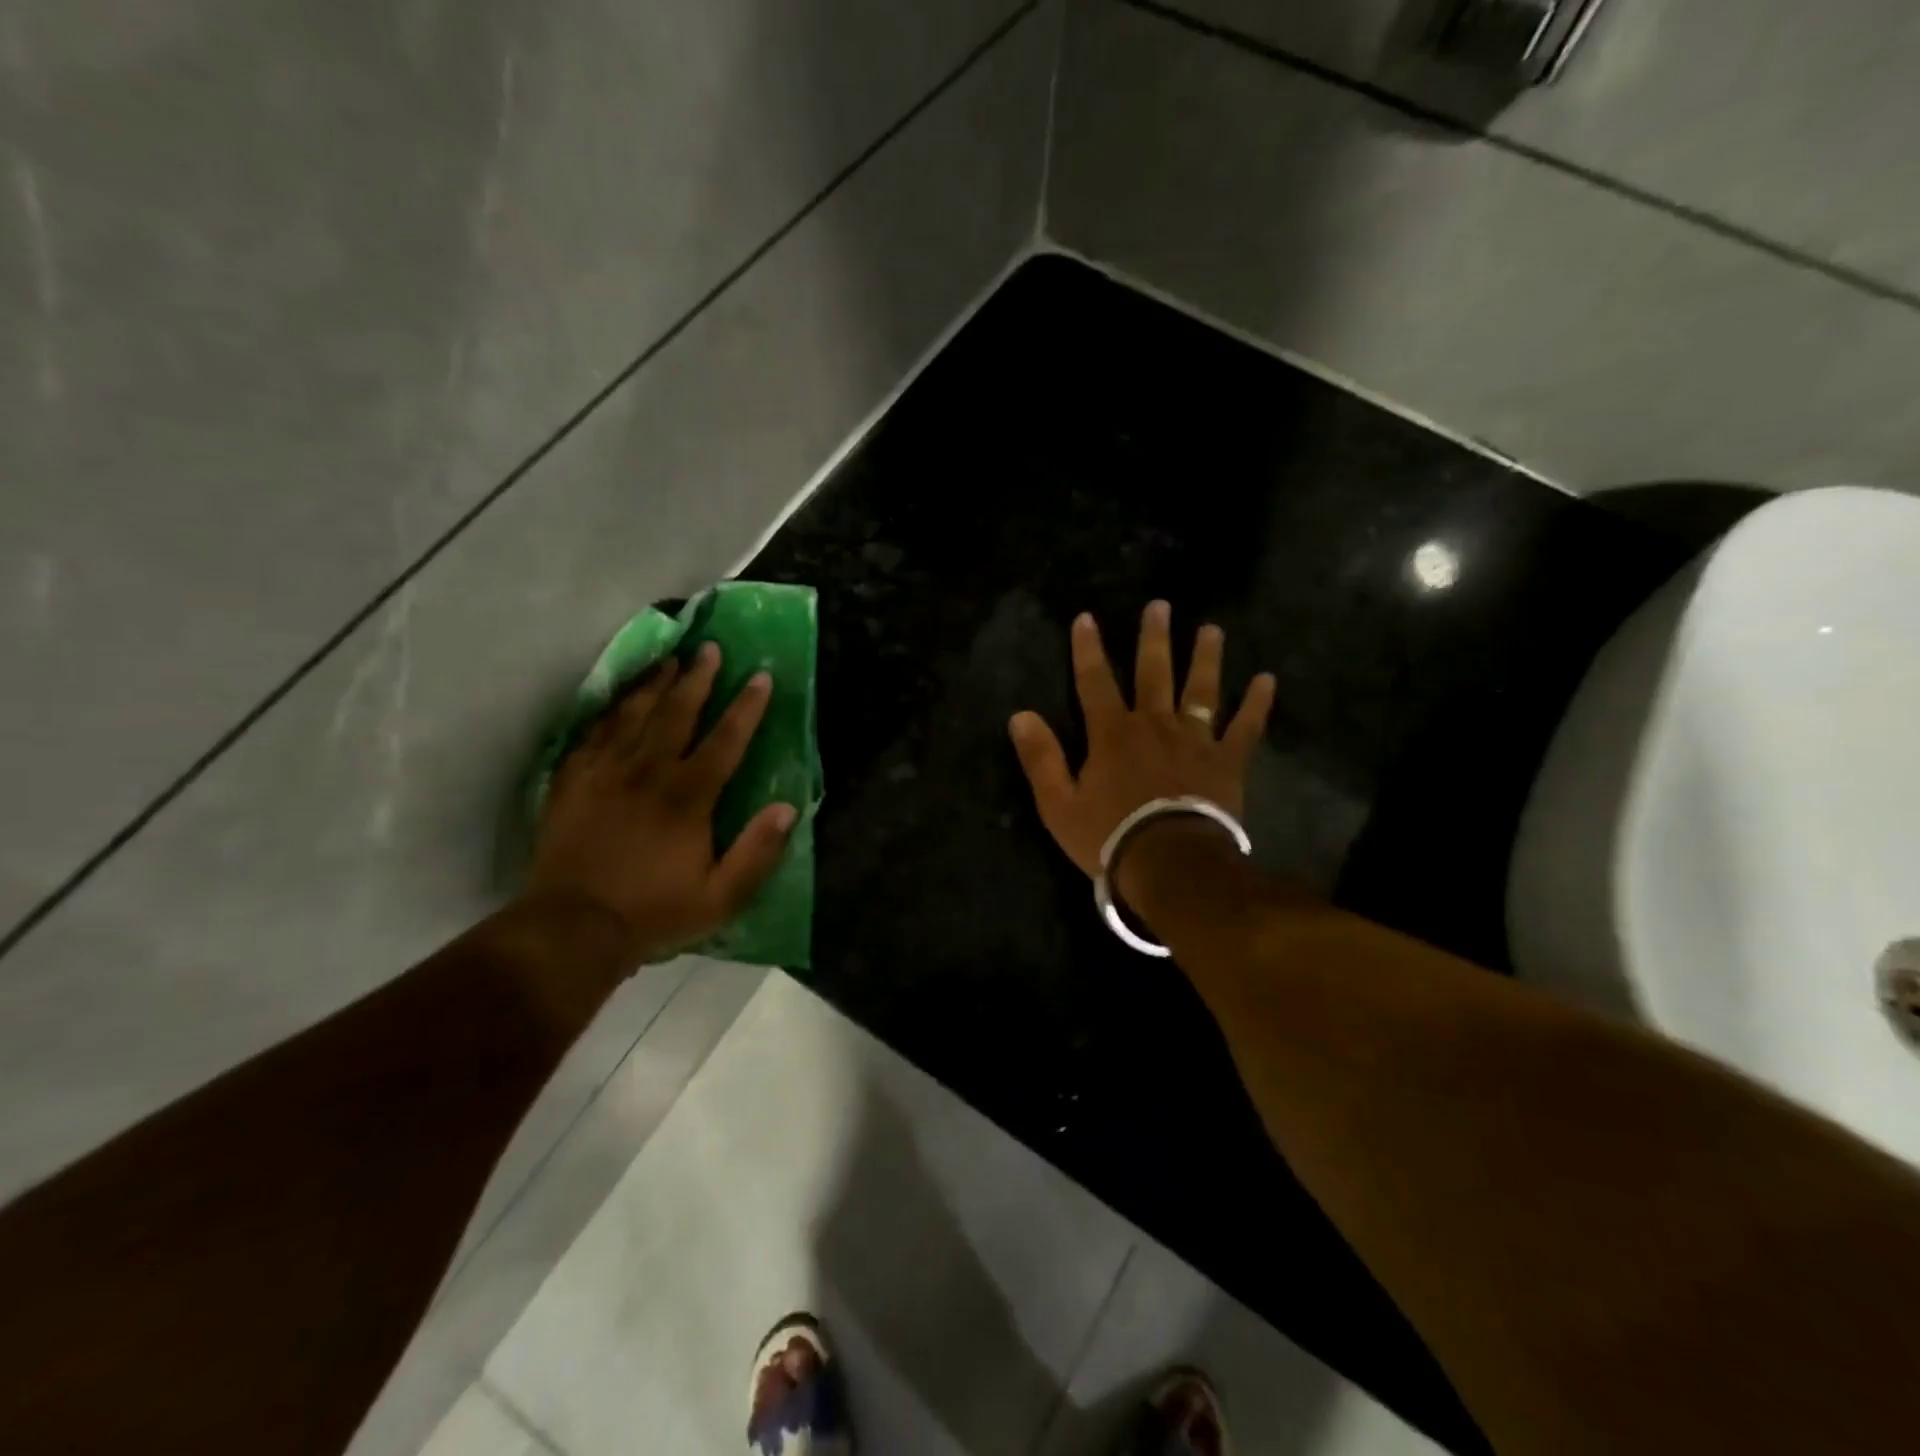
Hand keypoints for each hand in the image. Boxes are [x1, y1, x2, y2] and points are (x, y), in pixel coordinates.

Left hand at [525, 642, 796, 965]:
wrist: (572, 928)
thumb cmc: (654, 912)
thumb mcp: (721, 897)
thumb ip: (757, 852)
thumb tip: (787, 808)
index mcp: (688, 798)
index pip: (724, 741)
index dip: (746, 707)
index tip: (761, 677)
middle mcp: (648, 773)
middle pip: (676, 714)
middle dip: (697, 679)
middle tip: (710, 649)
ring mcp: (605, 773)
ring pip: (633, 715)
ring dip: (655, 684)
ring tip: (670, 659)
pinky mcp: (572, 782)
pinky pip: (594, 733)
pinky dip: (610, 710)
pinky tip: (619, 699)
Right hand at [1008, 601, 1274, 876]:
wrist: (1170, 864)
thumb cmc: (1109, 836)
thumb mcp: (1058, 804)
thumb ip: (1041, 758)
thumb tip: (1020, 715)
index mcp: (1112, 734)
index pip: (1094, 681)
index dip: (1088, 649)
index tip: (1086, 618)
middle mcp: (1154, 725)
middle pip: (1153, 673)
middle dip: (1154, 639)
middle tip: (1160, 606)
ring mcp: (1195, 740)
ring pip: (1201, 690)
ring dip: (1205, 658)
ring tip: (1212, 629)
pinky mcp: (1226, 762)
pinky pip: (1245, 728)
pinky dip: (1257, 704)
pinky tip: (1267, 679)